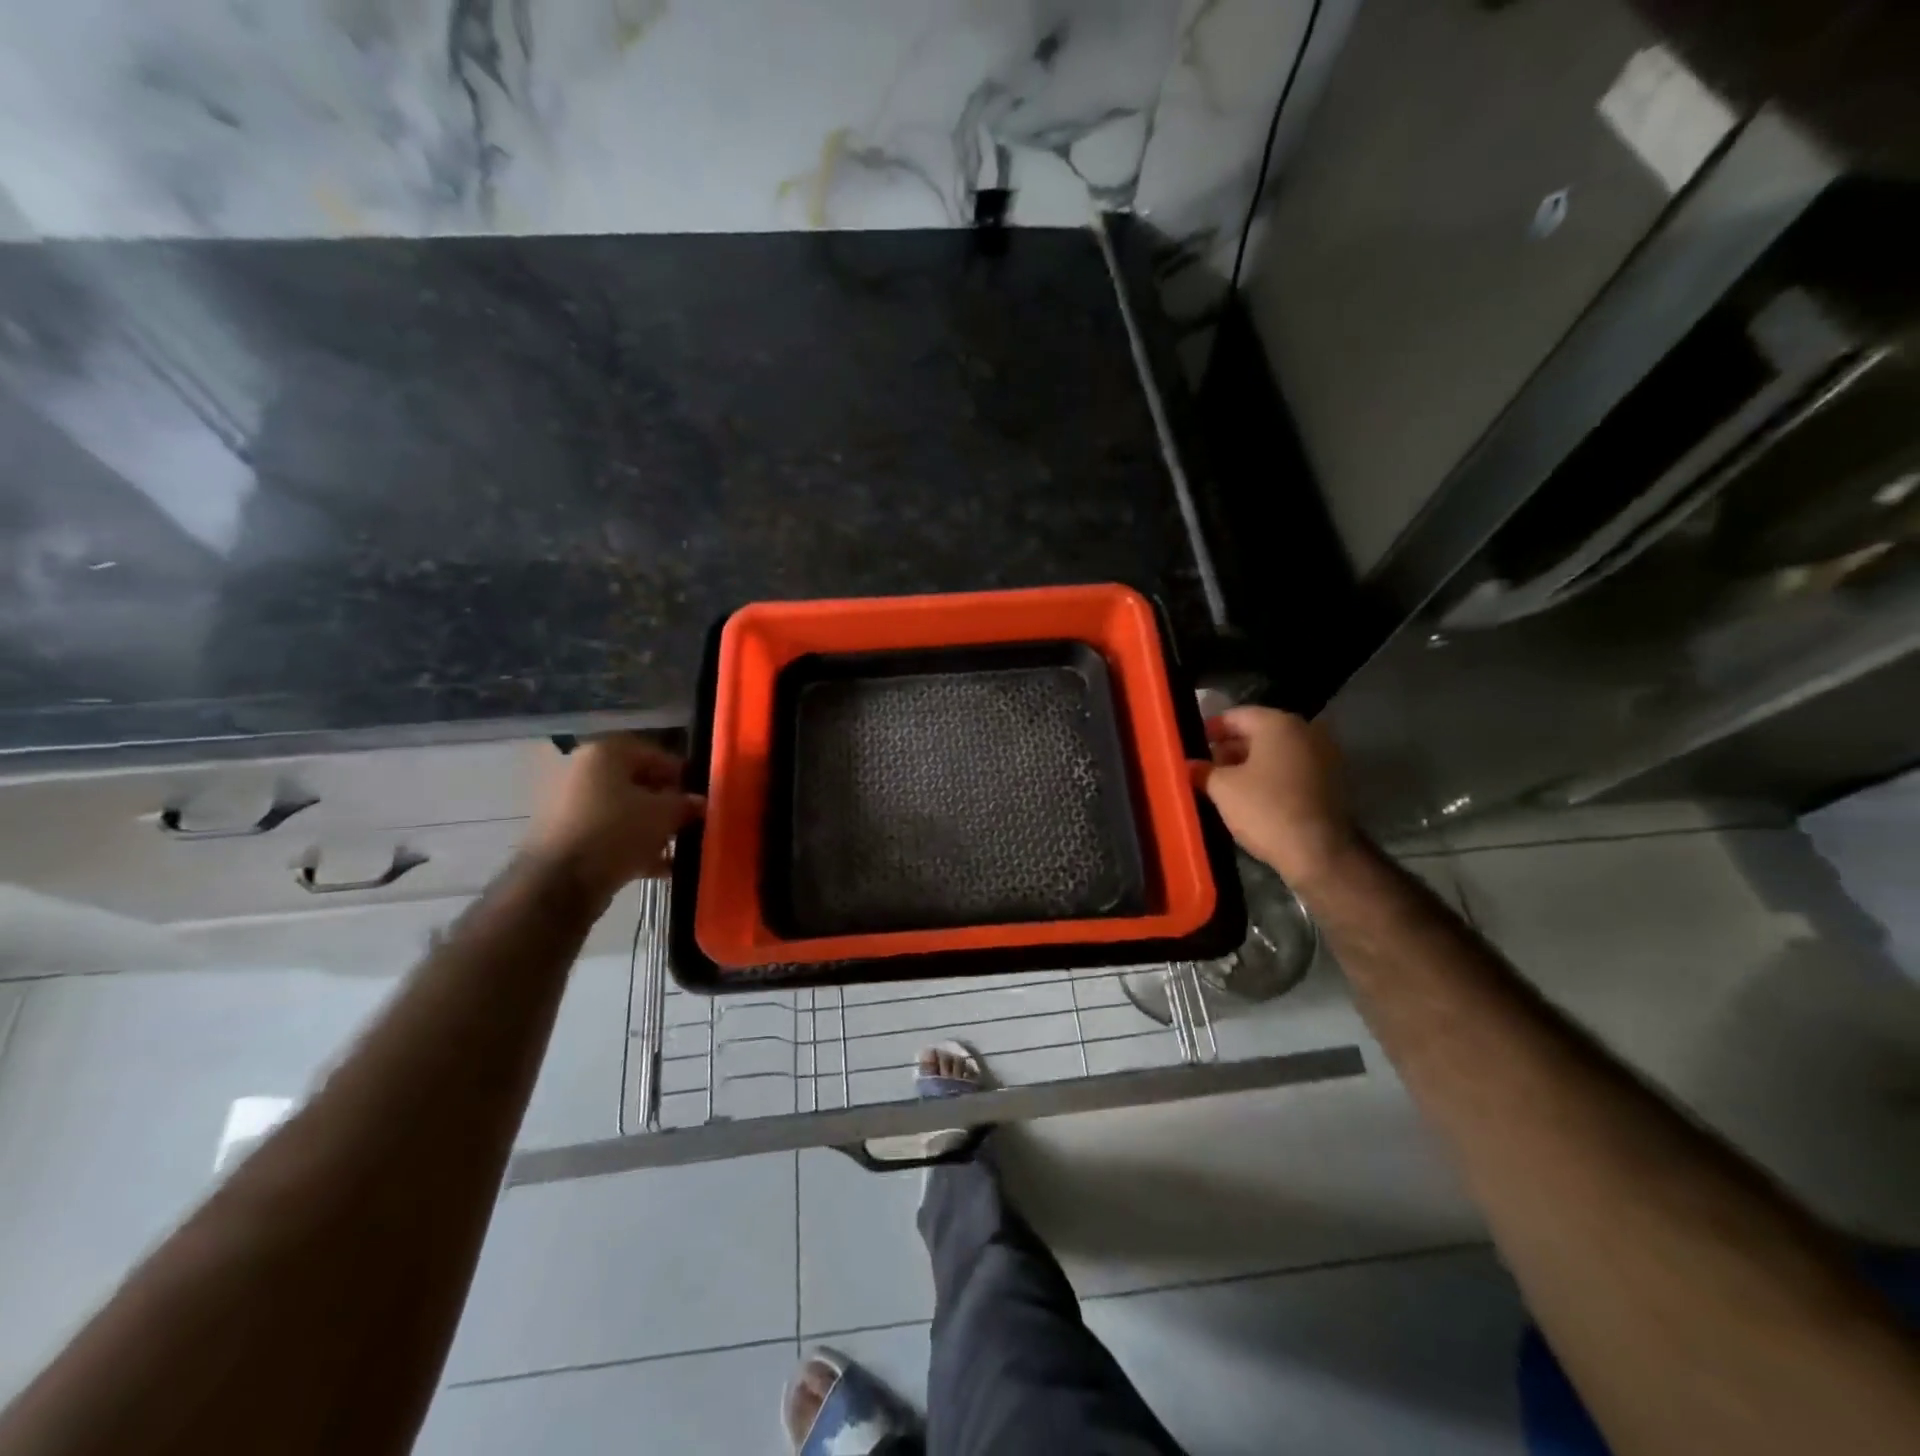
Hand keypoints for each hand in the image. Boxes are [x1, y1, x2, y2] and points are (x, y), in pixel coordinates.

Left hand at [526, 736, 704, 906]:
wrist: (558, 883)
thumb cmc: (616, 832)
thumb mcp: (664, 815)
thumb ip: (686, 804)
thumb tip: (700, 803)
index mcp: (605, 753)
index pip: (654, 754)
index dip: (681, 775)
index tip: (699, 797)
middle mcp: (582, 770)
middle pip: (636, 783)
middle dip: (665, 804)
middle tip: (687, 822)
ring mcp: (568, 804)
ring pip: (622, 811)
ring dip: (650, 828)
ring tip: (674, 849)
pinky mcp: (564, 836)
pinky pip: (607, 833)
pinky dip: (631, 846)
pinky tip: (657, 867)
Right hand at [1203, 706, 1355, 887]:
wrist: (1320, 852)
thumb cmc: (1265, 809)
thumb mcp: (1222, 789)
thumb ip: (1203, 771)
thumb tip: (1189, 765)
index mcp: (1278, 724)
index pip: (1236, 715)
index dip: (1210, 729)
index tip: (1192, 745)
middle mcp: (1305, 731)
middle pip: (1258, 732)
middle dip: (1229, 748)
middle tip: (1205, 767)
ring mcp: (1323, 756)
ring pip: (1276, 752)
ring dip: (1249, 764)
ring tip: (1223, 785)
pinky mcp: (1331, 781)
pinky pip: (1292, 769)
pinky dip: (1271, 776)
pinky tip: (1251, 796)